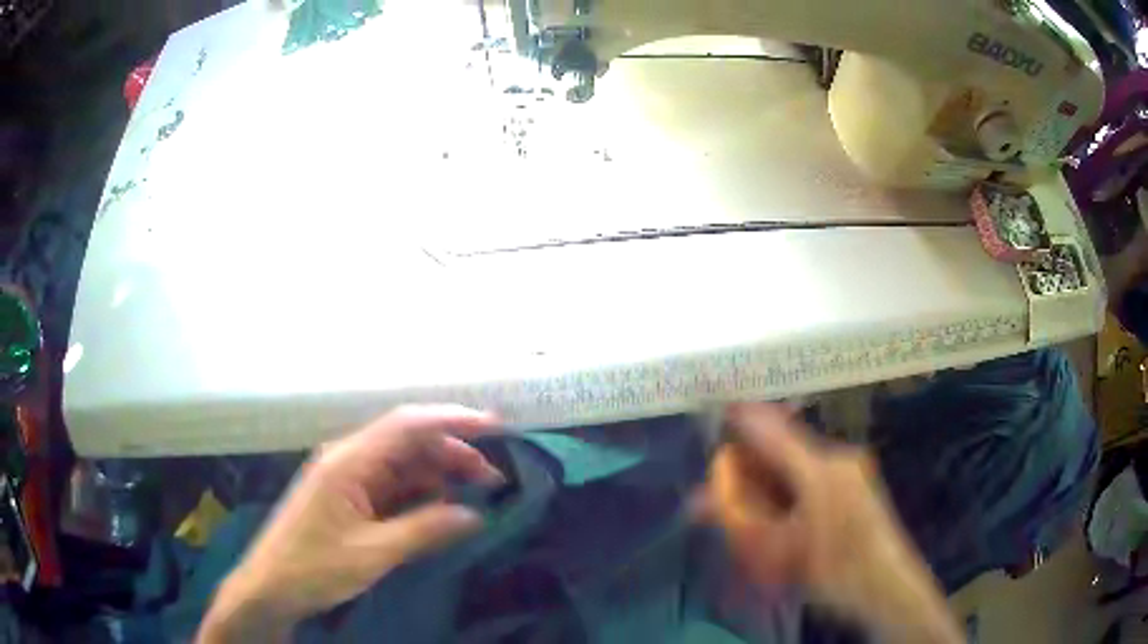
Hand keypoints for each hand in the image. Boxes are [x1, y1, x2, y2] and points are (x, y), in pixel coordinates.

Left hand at [198, 405, 501, 641]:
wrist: (271, 588)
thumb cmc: (314, 567)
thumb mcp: (373, 553)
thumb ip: (425, 530)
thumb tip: (474, 514)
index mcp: (348, 461)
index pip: (407, 424)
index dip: (453, 419)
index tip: (496, 427)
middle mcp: (349, 459)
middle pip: (409, 442)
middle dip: (453, 453)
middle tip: (493, 480)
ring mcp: (348, 479)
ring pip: (403, 465)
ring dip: (438, 476)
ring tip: (473, 497)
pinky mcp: (350, 498)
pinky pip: (392, 487)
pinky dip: (420, 495)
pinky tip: (439, 511)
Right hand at [706, 403, 961, 643]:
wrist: (887, 586)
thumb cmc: (833, 569)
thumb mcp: (778, 551)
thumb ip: (740, 521)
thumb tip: (699, 500)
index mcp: (820, 469)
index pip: (773, 432)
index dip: (744, 418)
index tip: (719, 408)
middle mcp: (838, 459)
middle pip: (784, 449)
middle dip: (750, 464)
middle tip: (719, 487)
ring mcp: (851, 472)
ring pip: (799, 465)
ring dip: (769, 479)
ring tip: (744, 505)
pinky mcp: (857, 486)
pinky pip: (814, 477)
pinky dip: (789, 489)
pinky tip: (779, 512)